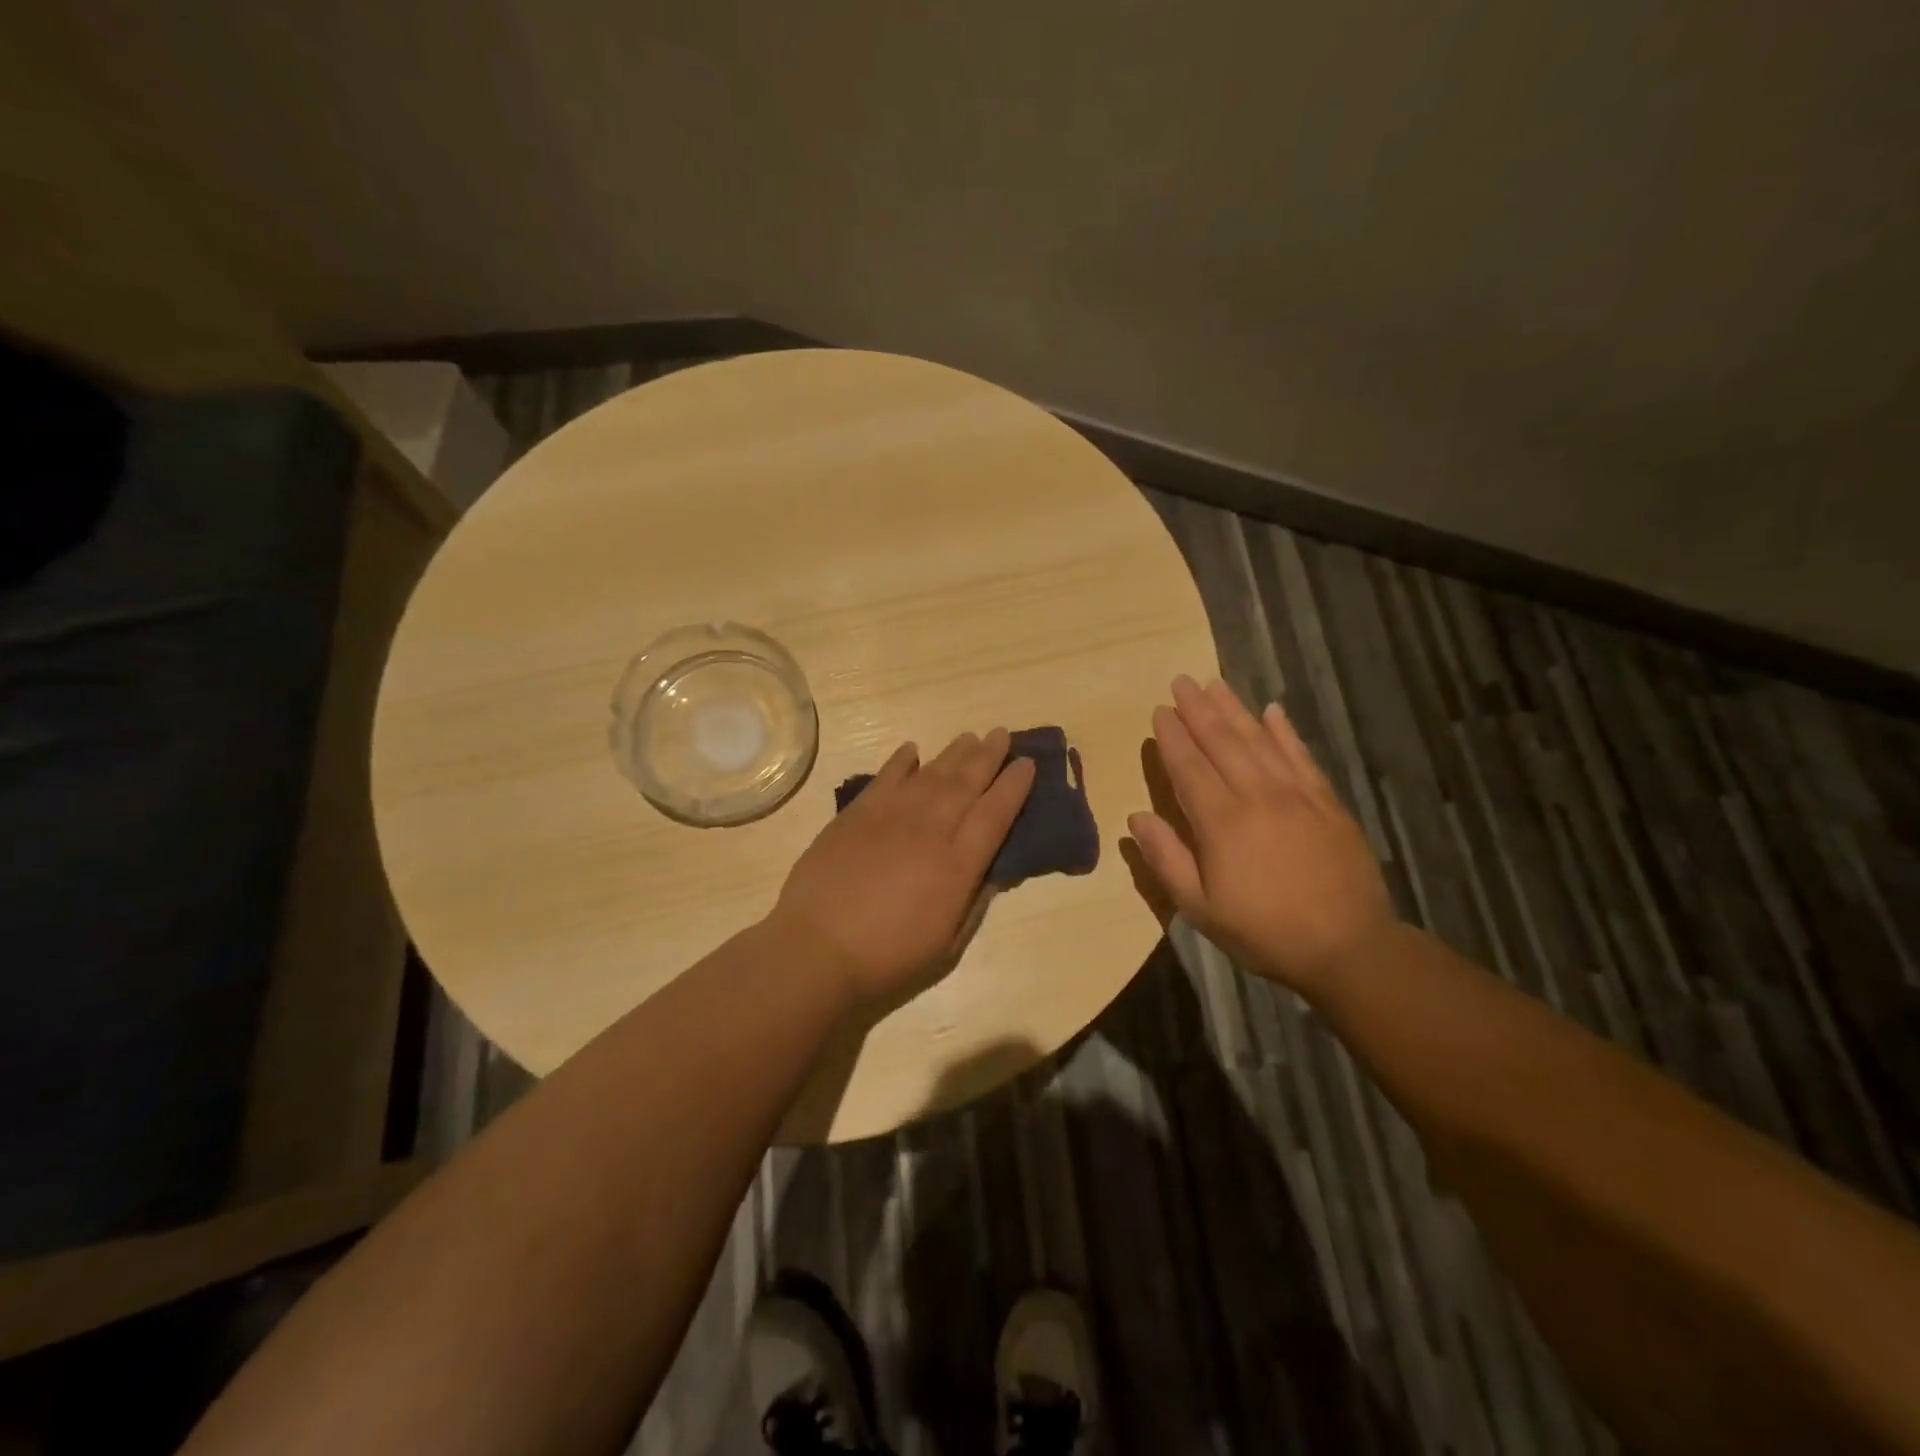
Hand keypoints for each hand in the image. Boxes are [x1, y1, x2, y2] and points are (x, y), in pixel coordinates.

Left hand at [770, 728, 1036, 1009]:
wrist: (817, 949)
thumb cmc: (888, 957)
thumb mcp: (948, 945)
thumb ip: (974, 902)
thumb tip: (993, 872)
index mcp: (957, 864)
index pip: (995, 813)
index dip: (1014, 786)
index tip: (1027, 763)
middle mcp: (930, 829)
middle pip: (966, 782)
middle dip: (988, 756)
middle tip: (1001, 733)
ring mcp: (890, 817)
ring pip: (931, 774)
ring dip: (954, 753)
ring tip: (969, 737)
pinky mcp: (856, 814)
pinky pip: (885, 778)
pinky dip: (901, 761)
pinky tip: (912, 750)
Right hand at [1127, 676, 1396, 995]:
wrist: (1349, 947)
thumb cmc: (1264, 931)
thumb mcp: (1200, 908)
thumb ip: (1166, 859)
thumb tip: (1137, 816)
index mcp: (1222, 822)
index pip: (1189, 767)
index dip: (1172, 737)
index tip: (1160, 710)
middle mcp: (1257, 796)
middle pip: (1222, 742)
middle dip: (1198, 709)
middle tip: (1181, 681)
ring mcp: (1297, 795)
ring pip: (1260, 740)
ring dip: (1235, 709)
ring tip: (1215, 683)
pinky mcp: (1327, 802)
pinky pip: (1301, 756)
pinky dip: (1285, 731)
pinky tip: (1273, 711)